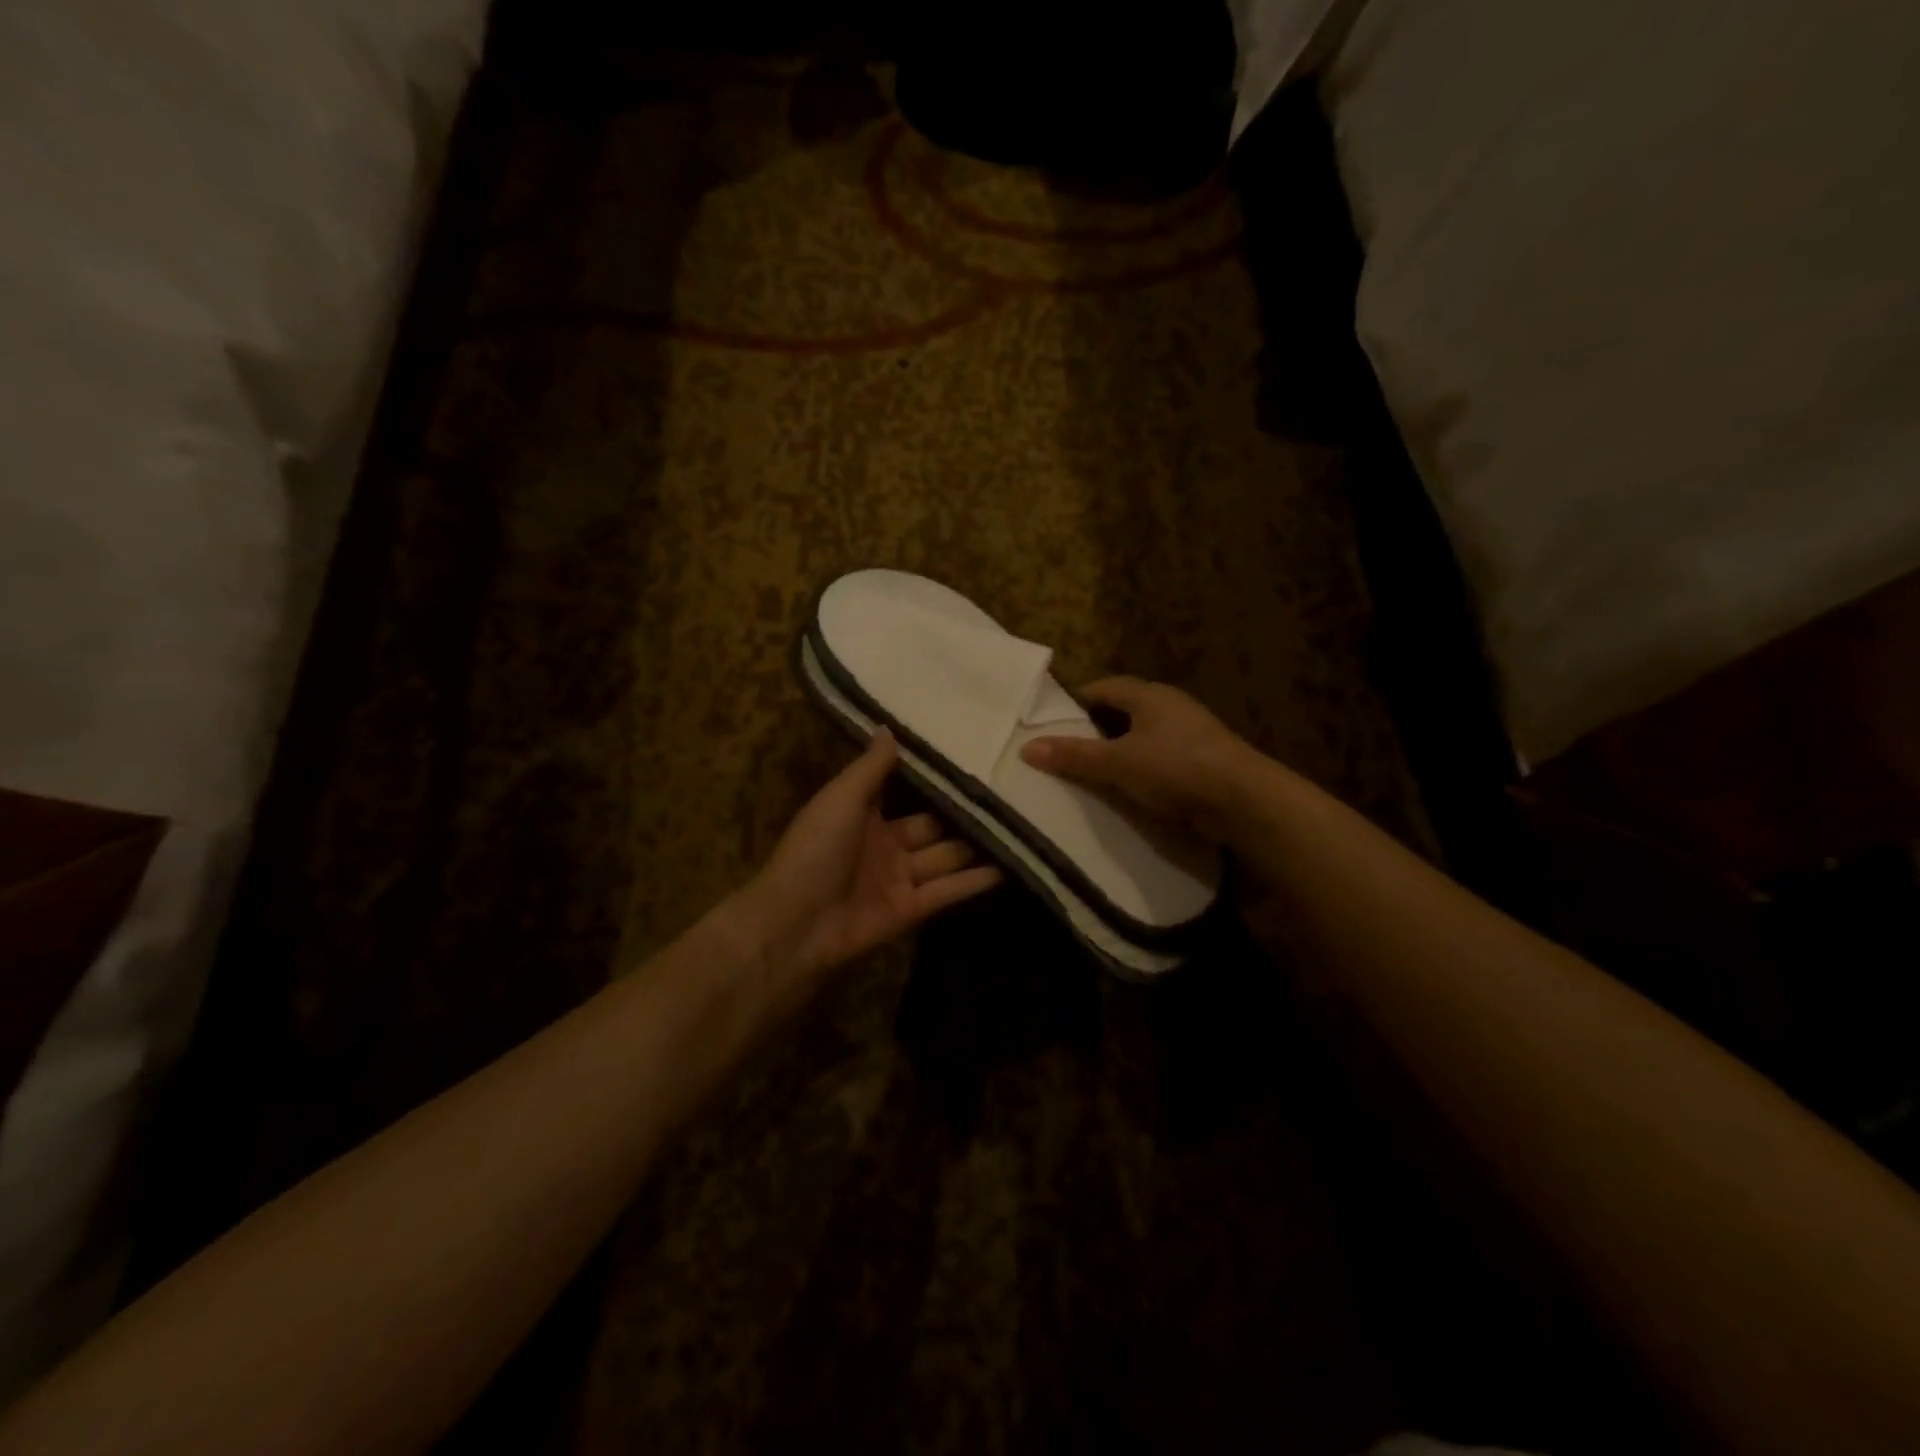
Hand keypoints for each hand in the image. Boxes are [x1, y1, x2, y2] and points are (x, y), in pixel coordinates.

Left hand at [740, 729, 1002, 984]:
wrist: (797, 924)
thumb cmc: (815, 849)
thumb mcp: (841, 798)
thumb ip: (870, 767)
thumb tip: (889, 727)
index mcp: (862, 815)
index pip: (904, 791)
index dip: (932, 778)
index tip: (969, 758)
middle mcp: (884, 844)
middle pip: (932, 825)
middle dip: (963, 812)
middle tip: (1008, 792)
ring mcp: (899, 879)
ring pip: (945, 857)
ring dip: (977, 845)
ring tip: (1020, 824)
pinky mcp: (912, 910)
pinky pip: (948, 890)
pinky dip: (976, 880)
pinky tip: (1011, 865)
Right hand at [1020, 677, 1256, 840]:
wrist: (1244, 800)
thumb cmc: (1176, 768)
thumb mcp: (1117, 763)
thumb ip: (1074, 755)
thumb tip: (1026, 748)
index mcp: (1149, 695)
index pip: (1104, 687)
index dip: (1077, 701)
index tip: (1053, 721)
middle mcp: (1170, 706)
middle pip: (1124, 709)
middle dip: (1096, 726)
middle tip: (1068, 748)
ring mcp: (1190, 733)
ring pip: (1143, 734)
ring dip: (1120, 748)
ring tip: (1093, 770)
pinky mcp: (1202, 760)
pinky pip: (1160, 757)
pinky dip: (1141, 767)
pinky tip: (1129, 787)